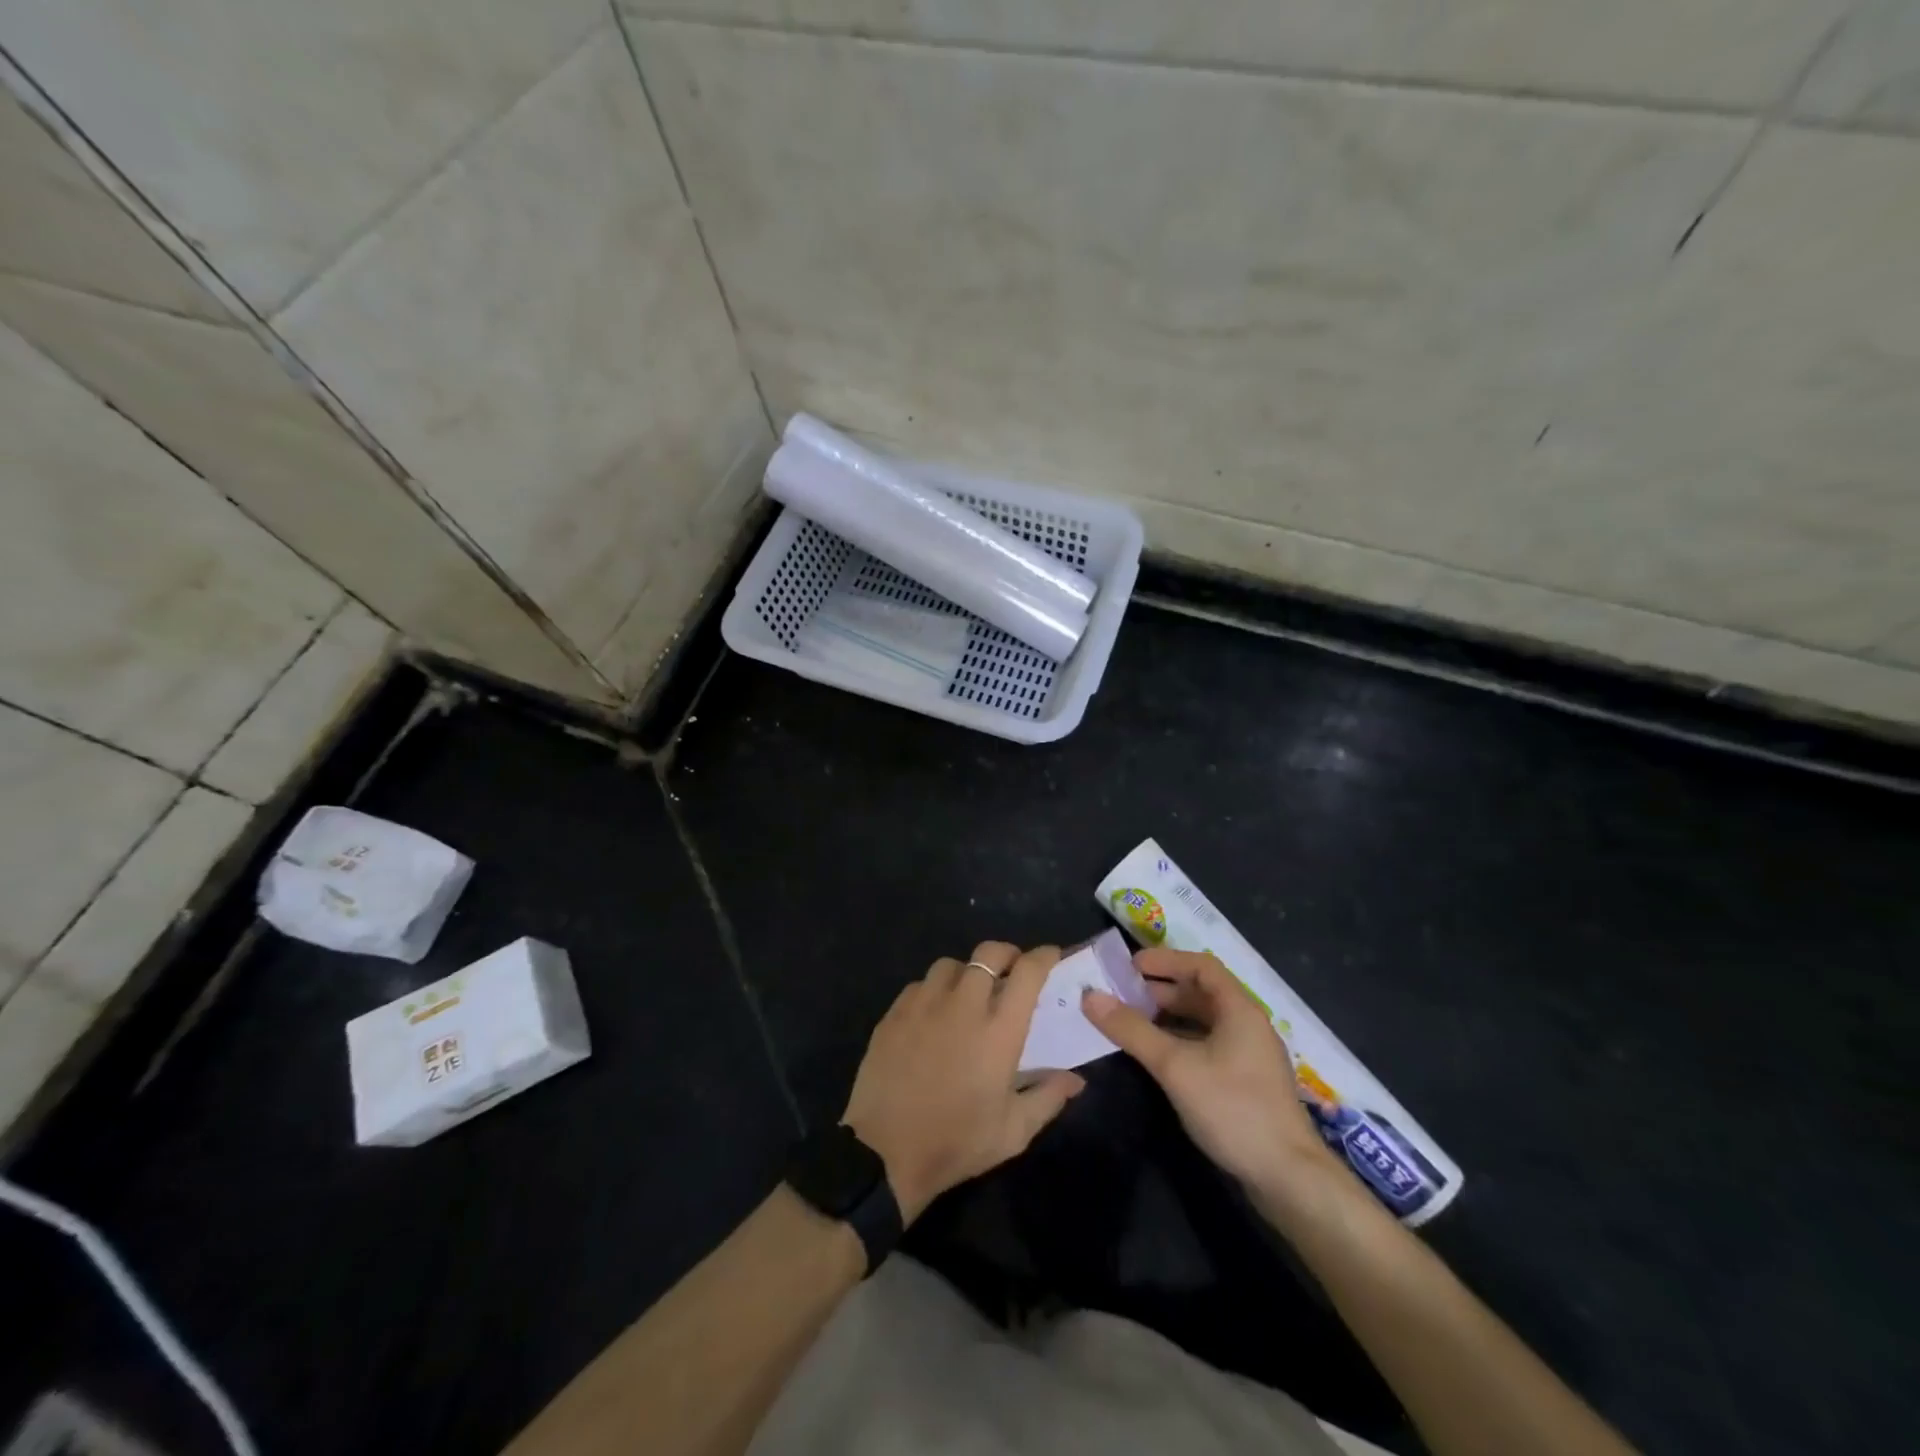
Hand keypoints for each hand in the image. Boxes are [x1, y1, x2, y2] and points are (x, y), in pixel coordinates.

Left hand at [841, 942, 1085, 1222]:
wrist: (885, 1154)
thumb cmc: (957, 1143)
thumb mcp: (1013, 1131)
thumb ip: (1048, 1097)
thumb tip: (1076, 1079)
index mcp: (998, 1030)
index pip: (1028, 973)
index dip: (1043, 956)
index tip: (1051, 956)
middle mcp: (963, 1005)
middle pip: (989, 953)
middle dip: (1006, 955)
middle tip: (1012, 972)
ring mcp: (924, 1005)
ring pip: (951, 964)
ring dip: (967, 972)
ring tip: (969, 994)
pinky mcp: (894, 1013)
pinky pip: (920, 985)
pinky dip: (934, 991)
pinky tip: (934, 1014)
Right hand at [1084, 947, 1343, 1199]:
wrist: (1288, 1179)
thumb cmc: (1233, 1109)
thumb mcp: (1175, 1066)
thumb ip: (1132, 1030)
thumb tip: (1090, 996)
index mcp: (1239, 1009)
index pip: (1201, 966)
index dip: (1165, 960)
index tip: (1130, 965)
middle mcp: (1247, 1025)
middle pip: (1202, 992)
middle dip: (1161, 989)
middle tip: (1122, 994)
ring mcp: (1249, 1056)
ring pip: (1204, 1021)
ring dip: (1168, 1016)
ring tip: (1132, 1021)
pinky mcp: (1246, 1083)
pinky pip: (1207, 1046)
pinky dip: (1180, 1041)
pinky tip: (1157, 1056)